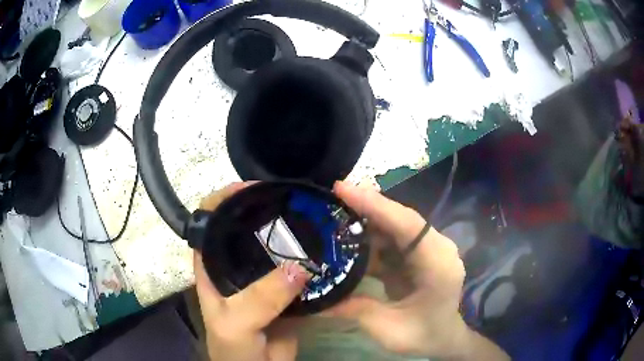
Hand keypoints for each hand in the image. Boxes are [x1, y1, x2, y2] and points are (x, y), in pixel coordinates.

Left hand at [194, 182, 309, 360]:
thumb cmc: (233, 349)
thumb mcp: (235, 324)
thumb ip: (260, 299)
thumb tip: (300, 267)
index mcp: (212, 266)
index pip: (210, 220)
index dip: (225, 199)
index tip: (253, 188)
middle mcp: (235, 266)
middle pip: (247, 228)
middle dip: (267, 211)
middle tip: (295, 200)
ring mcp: (263, 279)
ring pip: (277, 248)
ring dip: (293, 235)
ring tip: (316, 217)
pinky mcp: (287, 293)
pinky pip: (299, 271)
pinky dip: (312, 260)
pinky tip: (328, 249)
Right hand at [328, 181, 508, 359]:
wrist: (446, 339)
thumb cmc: (425, 336)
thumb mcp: (389, 330)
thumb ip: (354, 310)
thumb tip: (313, 299)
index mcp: (438, 264)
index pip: (408, 225)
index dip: (375, 205)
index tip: (342, 189)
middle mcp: (436, 249)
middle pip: (400, 219)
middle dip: (366, 206)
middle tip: (331, 196)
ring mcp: (428, 250)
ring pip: (394, 227)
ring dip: (366, 221)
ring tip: (333, 215)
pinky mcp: (417, 256)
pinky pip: (392, 241)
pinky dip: (369, 239)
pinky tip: (348, 241)